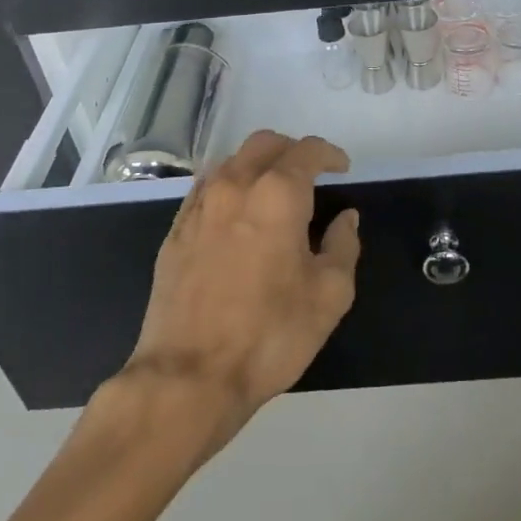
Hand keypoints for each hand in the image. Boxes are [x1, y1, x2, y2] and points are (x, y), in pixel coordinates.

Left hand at [125, 130, 360, 436]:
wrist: (189, 376)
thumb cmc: (270, 334)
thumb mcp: (330, 295)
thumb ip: (343, 245)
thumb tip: (345, 218)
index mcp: (278, 194)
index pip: (307, 151)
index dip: (330, 154)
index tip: (343, 169)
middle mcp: (236, 186)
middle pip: (265, 143)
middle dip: (292, 151)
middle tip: (310, 175)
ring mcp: (200, 206)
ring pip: (232, 161)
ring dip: (258, 165)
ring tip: (273, 193)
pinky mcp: (175, 231)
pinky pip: (204, 188)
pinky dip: (227, 187)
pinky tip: (235, 214)